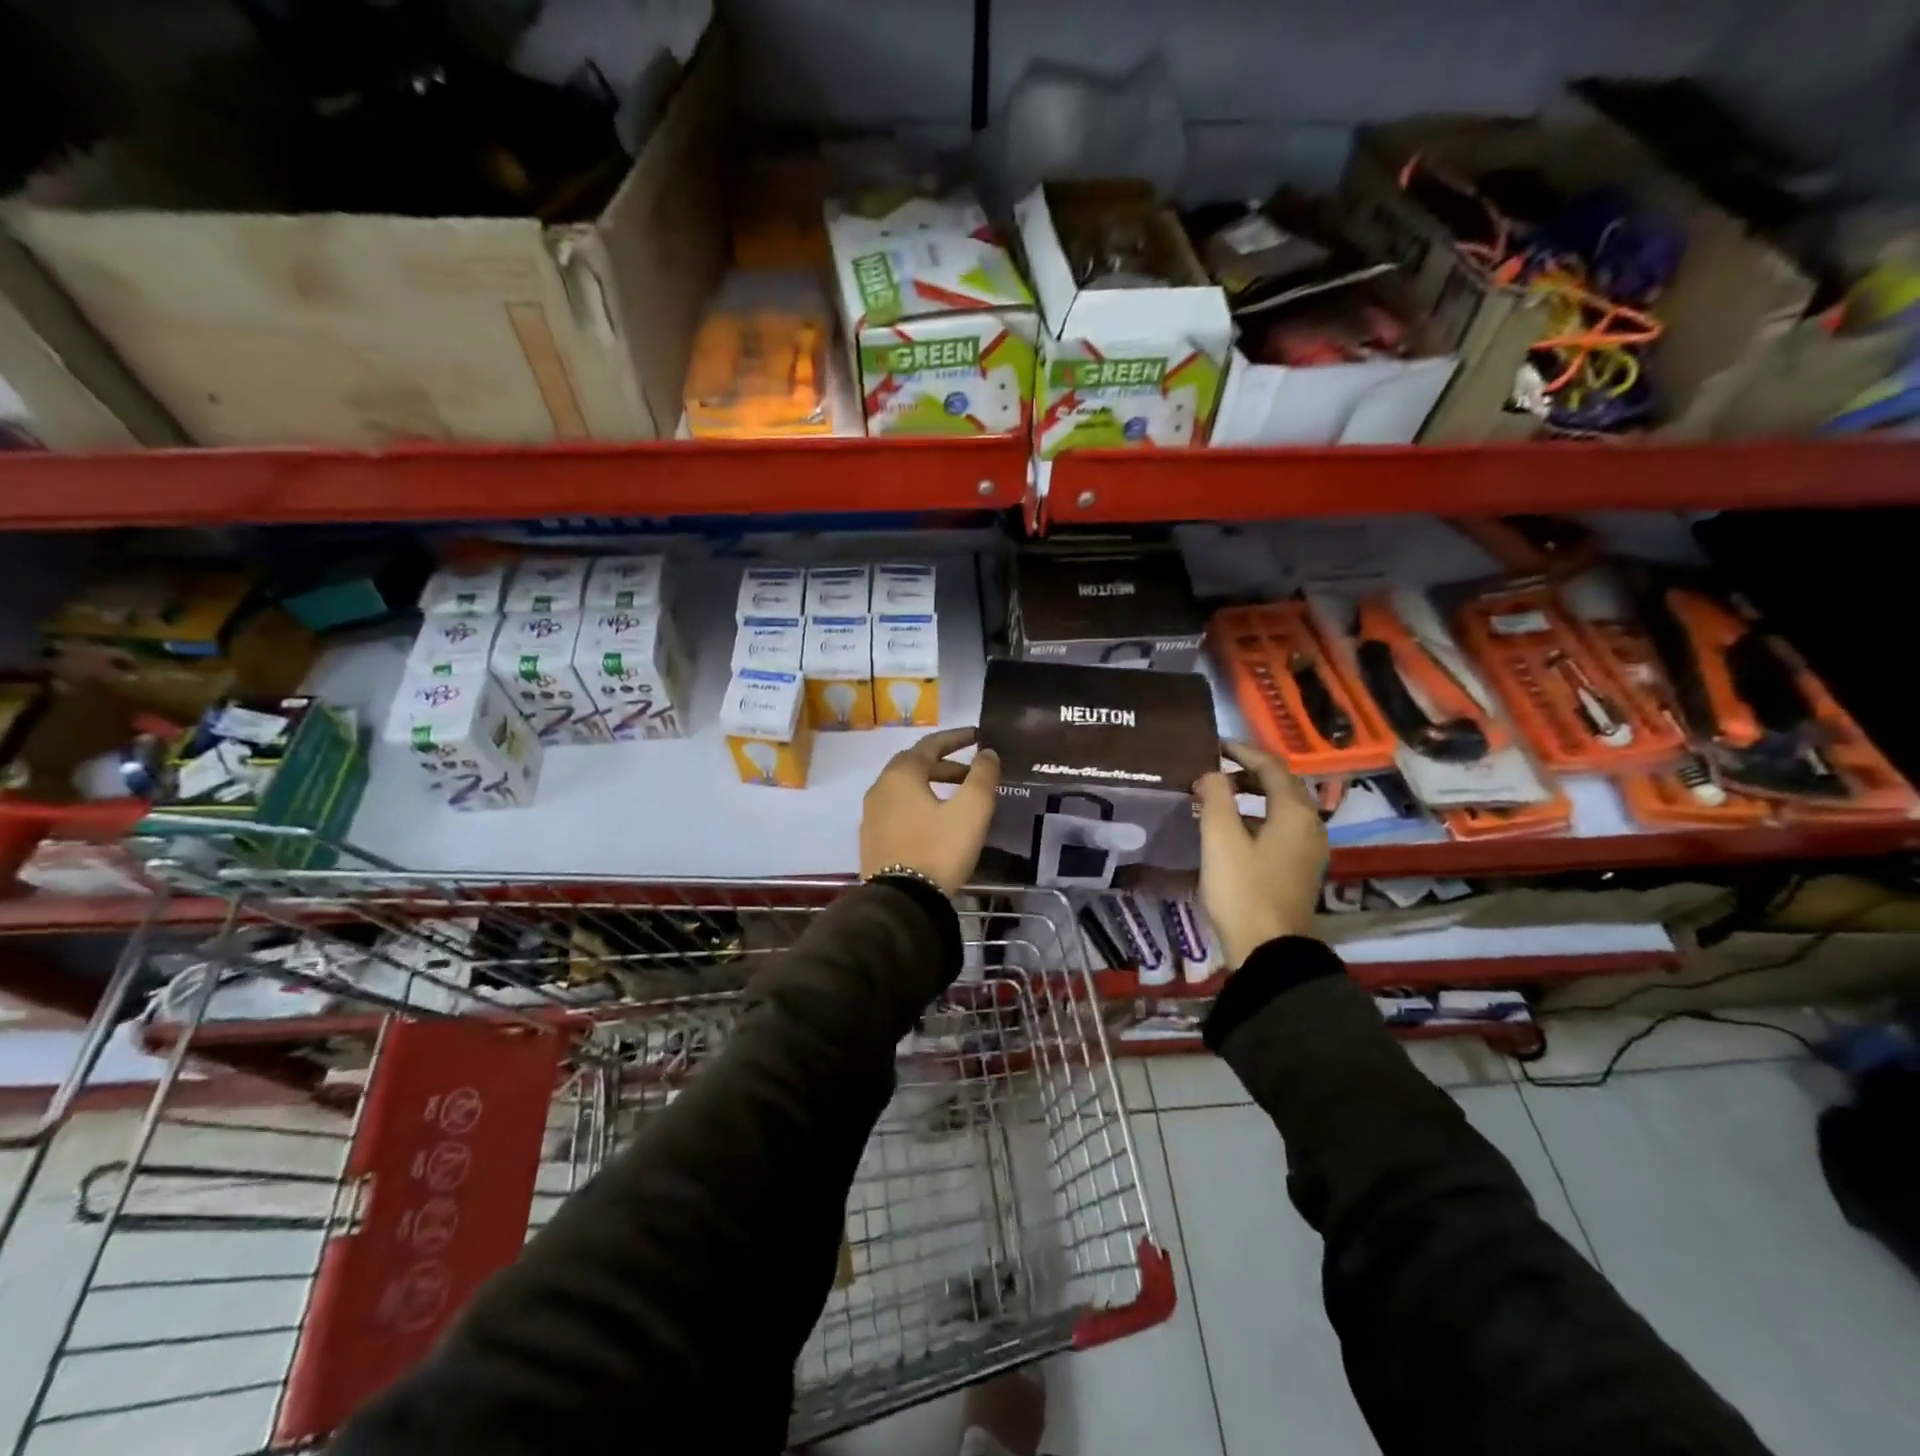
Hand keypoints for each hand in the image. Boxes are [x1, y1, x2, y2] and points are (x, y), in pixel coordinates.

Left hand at [860, 727, 1000, 894]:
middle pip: (915, 765)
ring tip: (957, 798)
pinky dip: (918, 804)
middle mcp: (880, 788)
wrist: (901, 901)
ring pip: (905, 788)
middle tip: (971, 772)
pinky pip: (897, 809)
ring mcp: (871, 814)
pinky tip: (934, 821)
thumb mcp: (971, 811)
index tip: (977, 736)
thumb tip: (987, 753)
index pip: (930, 744)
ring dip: (932, 785)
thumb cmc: (938, 849)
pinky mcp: (871, 839)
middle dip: (945, 764)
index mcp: (901, 774)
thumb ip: (982, 776)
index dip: (956, 738)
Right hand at [1193, 740, 1327, 968]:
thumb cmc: (1243, 889)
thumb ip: (1215, 797)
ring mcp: (1309, 849)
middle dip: (1248, 772)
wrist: (1268, 949)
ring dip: (1252, 795)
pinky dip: (1257, 817)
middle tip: (1213, 770)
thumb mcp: (1220, 838)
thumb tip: (1211, 773)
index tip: (1213, 746)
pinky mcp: (1300, 869)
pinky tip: (1232, 829)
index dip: (1242, 752)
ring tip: (1217, 796)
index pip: (1271, 767)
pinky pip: (1281, 828)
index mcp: (1294, 812)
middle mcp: (1310, 825)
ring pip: (1282, 808)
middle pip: (1281, 785)